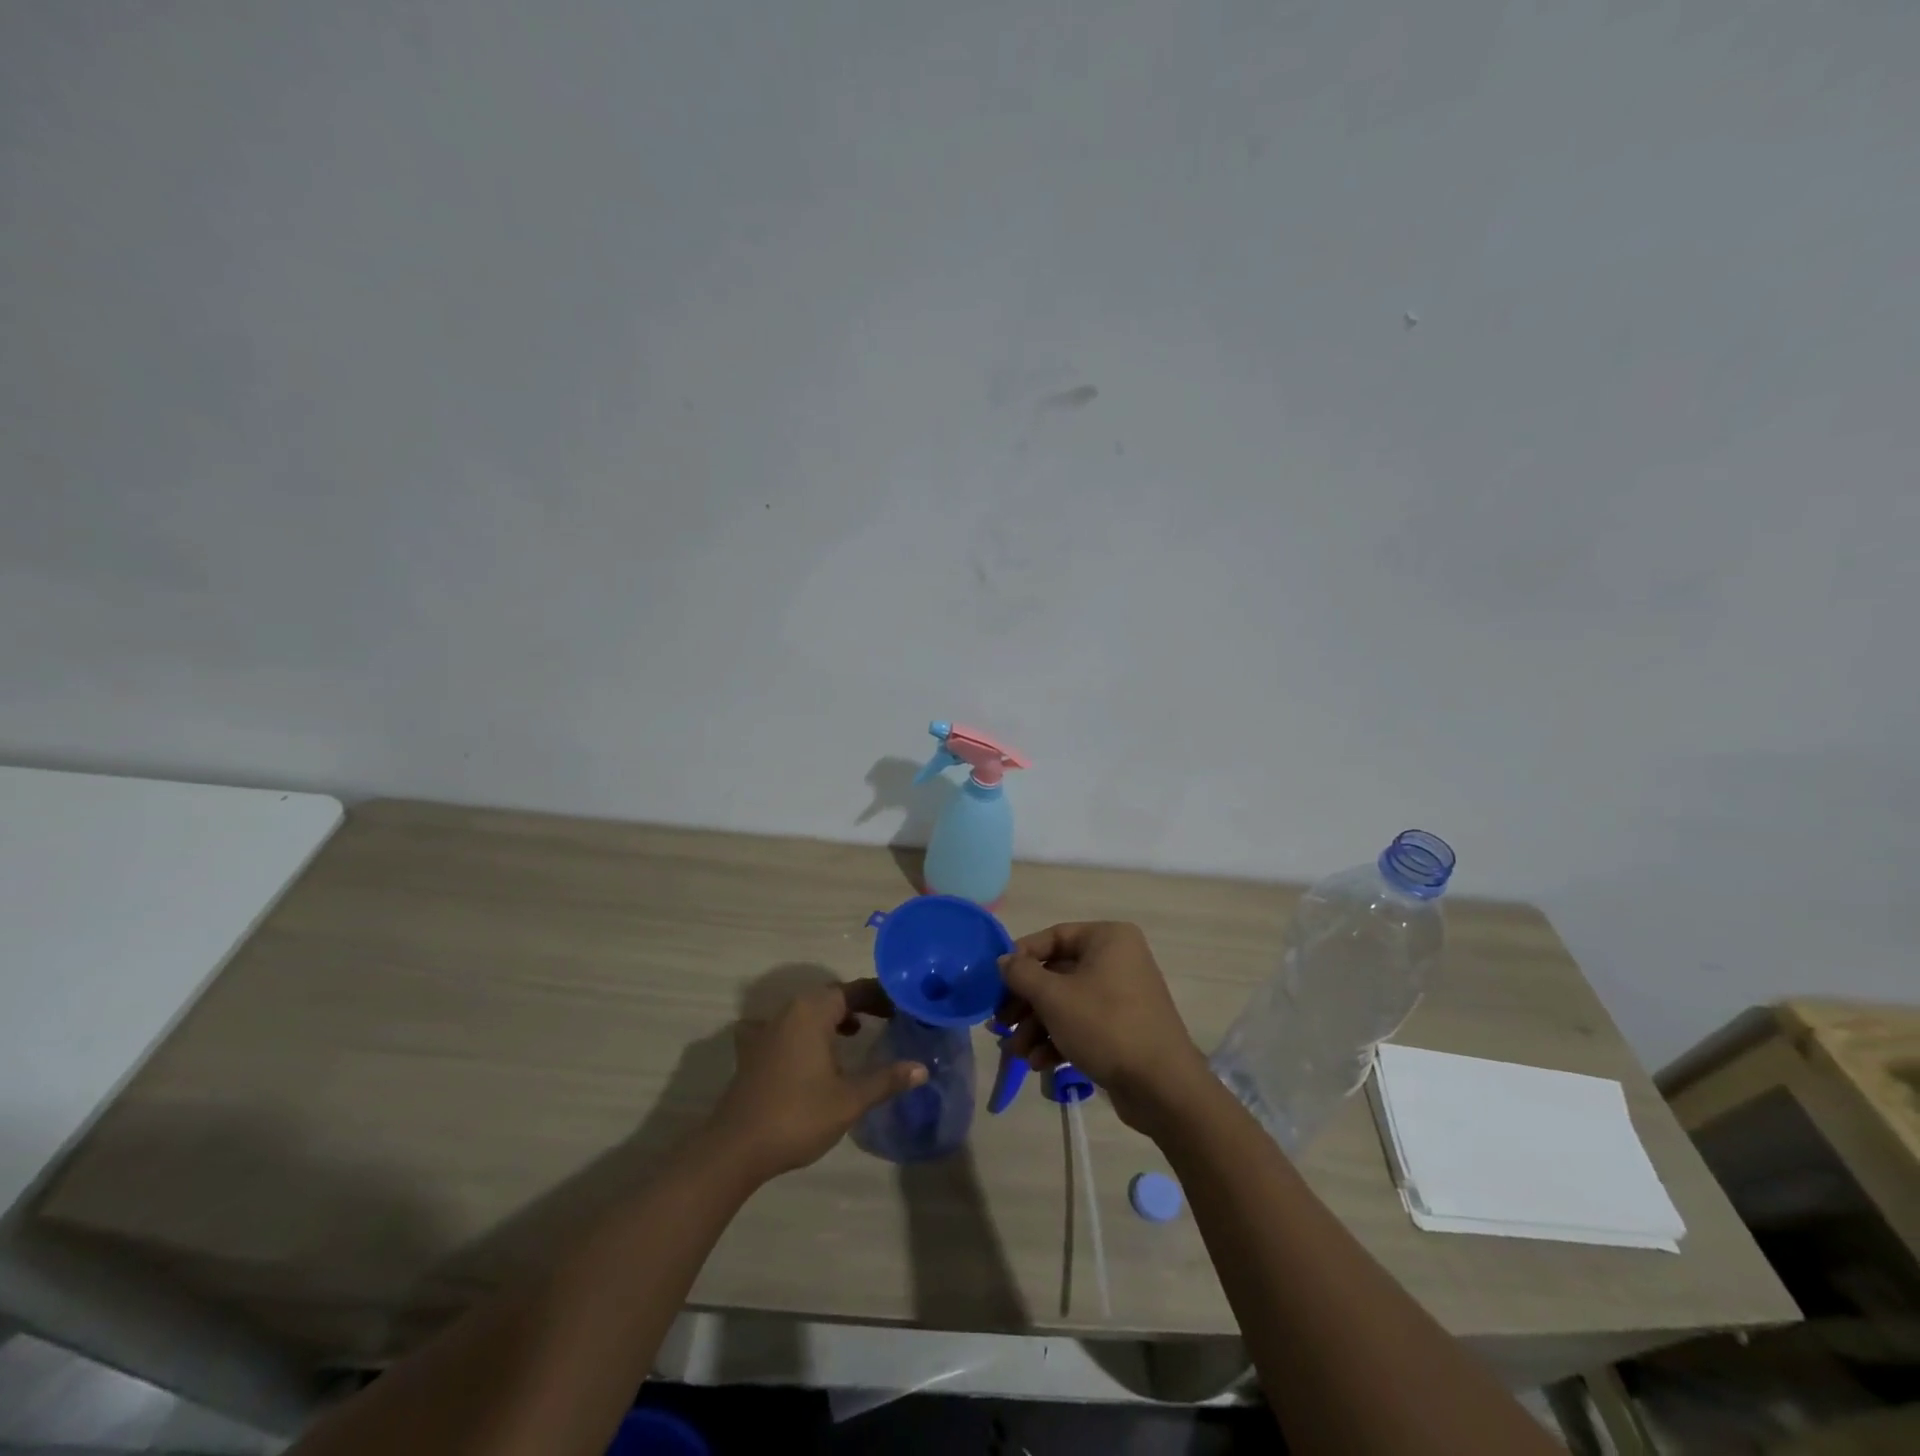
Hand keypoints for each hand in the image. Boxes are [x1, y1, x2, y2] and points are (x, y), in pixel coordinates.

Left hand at [707, 979, 926, 1181]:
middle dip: (859, 1004)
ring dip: (832, 1017)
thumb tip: (921, 1068)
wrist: (735, 1148)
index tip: (904, 1006)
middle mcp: (788, 1011)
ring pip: (807, 1011)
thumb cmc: (797, 1116)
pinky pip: (785, 1029)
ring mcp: (766, 1030)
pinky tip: (810, 1051)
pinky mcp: (753, 1052)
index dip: (881, 996)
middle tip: (887, 1018)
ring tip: (855, 1032)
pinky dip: (804, 1031)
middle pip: (830, 996)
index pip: (854, 990)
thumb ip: (886, 1079)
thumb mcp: (850, 1099)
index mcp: (812, 1011)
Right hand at [999, 922, 1211, 1134]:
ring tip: (1017, 1053)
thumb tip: (1003, 961)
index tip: (997, 983)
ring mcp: (1122, 994)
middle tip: (1001, 1025)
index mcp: (1107, 938)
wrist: (1163, 1087)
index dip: (1021, 959)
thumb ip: (1022, 974)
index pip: (1053, 937)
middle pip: (1057, 973)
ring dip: (1037, 1026)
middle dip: (1026, 1003)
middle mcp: (1117, 959)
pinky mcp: (1123, 1027)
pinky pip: (1082, 1023)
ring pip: (1066, 1002)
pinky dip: (1059, 1039)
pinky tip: (1039, 1064)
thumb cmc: (1106, 1026)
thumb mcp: (1054, 997)